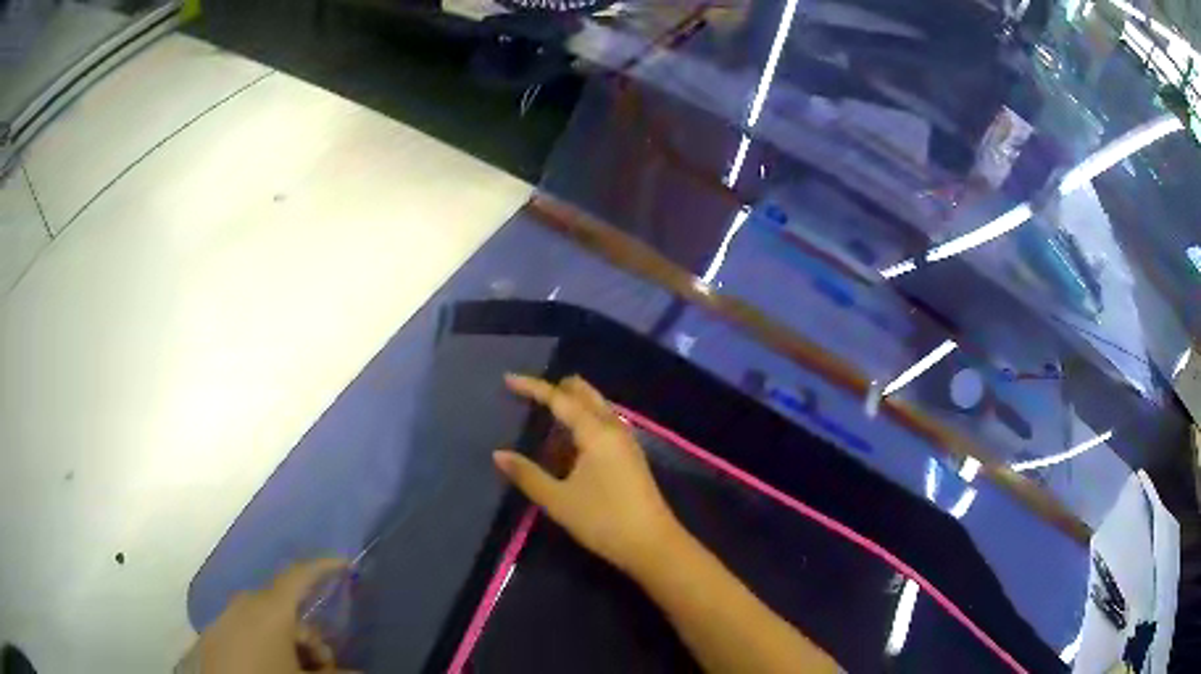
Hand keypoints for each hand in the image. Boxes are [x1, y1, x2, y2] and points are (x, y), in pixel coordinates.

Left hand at [193, 559, 352, 672]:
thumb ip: (336, 670)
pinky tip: (269, 668)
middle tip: (322, 663)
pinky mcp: (211, 637)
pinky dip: (263, 643)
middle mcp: (243, 605)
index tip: (343, 563)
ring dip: (286, 641)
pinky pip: (243, 629)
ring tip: (296, 669)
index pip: (298, 575)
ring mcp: (223, 619)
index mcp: (268, 609)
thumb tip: (358, 670)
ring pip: (262, 619)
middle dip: (308, 631)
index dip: (322, 567)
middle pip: (283, 605)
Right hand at [494, 374, 681, 574]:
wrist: (652, 544)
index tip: (508, 379)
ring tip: (545, 416)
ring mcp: (626, 441)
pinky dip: (584, 421)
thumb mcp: (558, 500)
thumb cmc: (603, 520)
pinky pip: (604, 424)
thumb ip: (527, 475)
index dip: (533, 387)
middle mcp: (614, 428)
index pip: (560, 399)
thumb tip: (499, 454)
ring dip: (573, 405)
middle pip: (585, 394)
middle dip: (558, 389)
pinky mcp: (631, 456)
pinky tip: (570, 442)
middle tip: (529, 394)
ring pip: (597, 408)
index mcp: (596, 432)